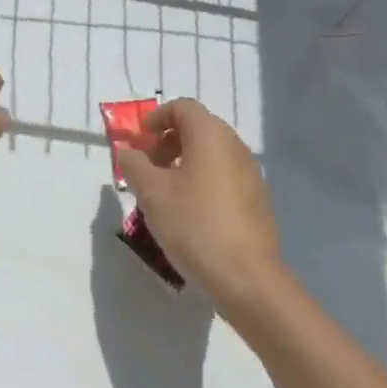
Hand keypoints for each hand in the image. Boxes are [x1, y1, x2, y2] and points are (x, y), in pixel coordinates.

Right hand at [115, 98, 285, 303]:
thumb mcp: (151, 193)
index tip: (139, 142)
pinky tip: (189, 214)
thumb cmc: (194, 224)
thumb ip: (134, 165)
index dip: (156, 118)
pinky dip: (202, 182)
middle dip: (168, 142)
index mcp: (210, 135)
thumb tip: (128, 152)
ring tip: (164, 194)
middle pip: (198, 128)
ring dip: (184, 163)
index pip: (182, 107)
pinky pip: (224, 177)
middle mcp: (234, 147)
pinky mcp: (257, 202)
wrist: (248, 280)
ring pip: (211, 155)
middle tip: (147, 168)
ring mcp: (250, 175)